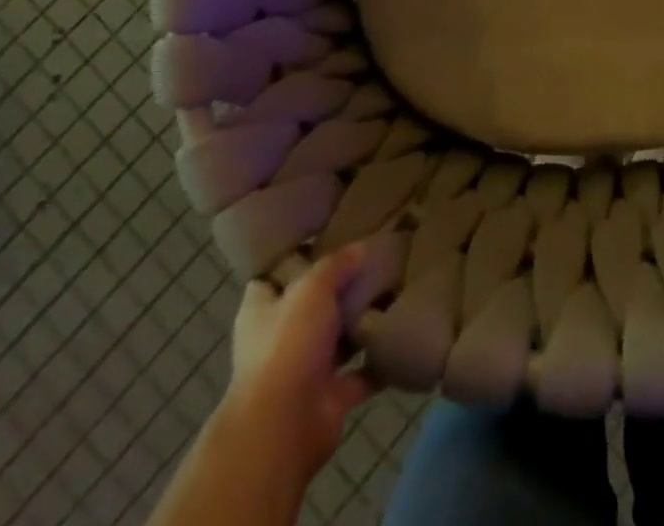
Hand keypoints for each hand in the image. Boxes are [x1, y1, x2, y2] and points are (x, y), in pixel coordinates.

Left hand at [223, 246, 378, 489]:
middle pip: (312, 305)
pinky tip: (402, 336)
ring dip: (360, 324)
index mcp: (262, 309)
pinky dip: (378, 362)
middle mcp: (279, 338)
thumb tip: (359, 248)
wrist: (285, 427)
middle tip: (375, 260)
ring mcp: (304, 370)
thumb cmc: (288, 344)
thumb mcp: (312, 287)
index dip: (299, 256)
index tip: (330, 236)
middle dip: (339, 289)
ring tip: (395, 291)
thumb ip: (336, 265)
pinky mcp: (328, 398)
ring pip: (337, 339)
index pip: (276, 274)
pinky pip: (359, 374)